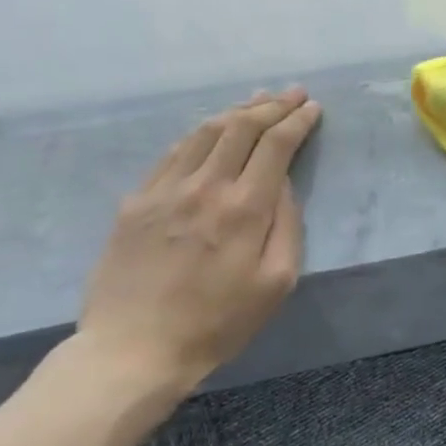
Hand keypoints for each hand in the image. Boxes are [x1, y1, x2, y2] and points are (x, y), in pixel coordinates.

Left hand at [78, 88, 321, 395]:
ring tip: (257, 101)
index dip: (297, 120)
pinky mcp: (136, 202)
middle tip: (292, 94)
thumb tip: (282, 183)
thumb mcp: (276, 283)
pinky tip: (211, 131)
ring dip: (237, 111)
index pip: (276, 144)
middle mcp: (205, 187)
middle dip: (272, 105)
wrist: (132, 351)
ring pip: (205, 132)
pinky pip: (173, 153)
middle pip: (242, 127)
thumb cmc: (217, 323)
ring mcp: (165, 190)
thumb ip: (287, 225)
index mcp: (244, 208)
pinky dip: (200, 133)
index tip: (312, 108)